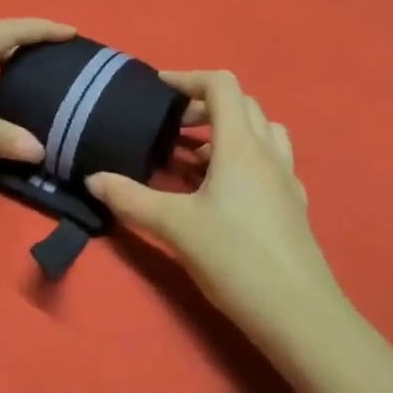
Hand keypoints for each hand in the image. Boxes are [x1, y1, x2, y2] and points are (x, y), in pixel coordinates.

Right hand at [87, 70, 344, 339]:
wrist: (300, 314)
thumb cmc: (235, 258)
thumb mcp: (175, 226)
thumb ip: (131, 199)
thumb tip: (92, 179)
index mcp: (241, 145)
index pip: (222, 85)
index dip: (189, 78)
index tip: (160, 90)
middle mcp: (268, 152)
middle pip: (243, 104)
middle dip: (205, 106)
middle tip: (174, 128)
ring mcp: (287, 179)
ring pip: (262, 131)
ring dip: (230, 131)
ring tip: (198, 158)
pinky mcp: (294, 205)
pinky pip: (271, 162)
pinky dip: (246, 159)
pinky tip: (227, 192)